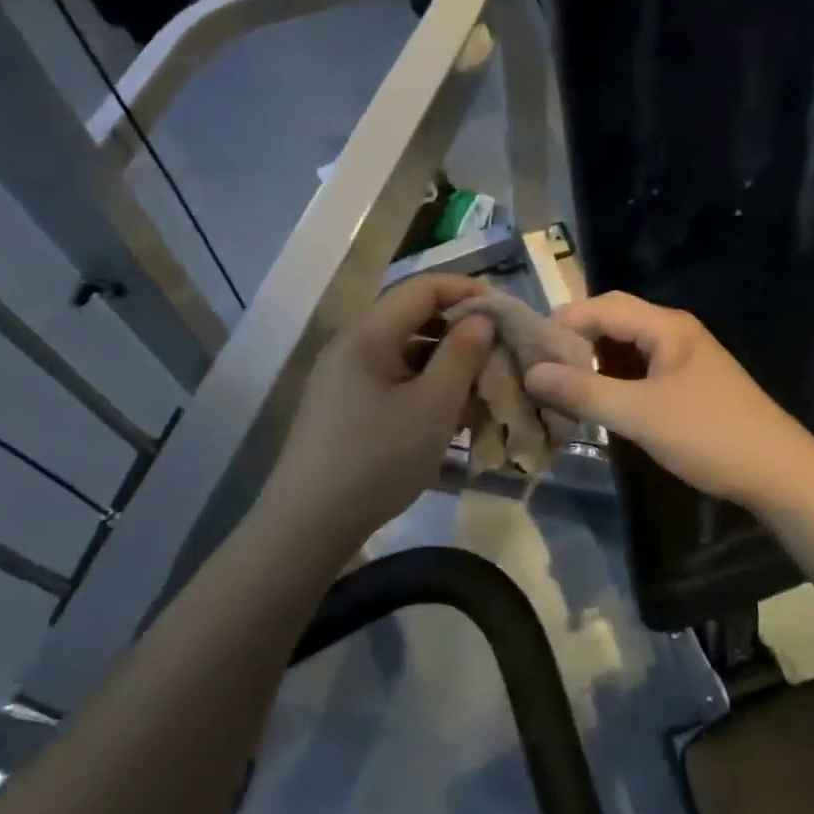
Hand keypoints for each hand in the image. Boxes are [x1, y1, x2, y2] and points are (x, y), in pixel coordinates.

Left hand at [260, 274, 495, 544]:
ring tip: (480, 389)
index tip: (506, 313)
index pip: (423, 287)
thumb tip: (481, 319)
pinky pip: (392, 380)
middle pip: (413, 318)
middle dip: (460, 331)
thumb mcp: (433, 407)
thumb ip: (462, 355)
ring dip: (445, 362)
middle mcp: (352, 346)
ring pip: (405, 352)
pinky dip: (424, 387)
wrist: (308, 526)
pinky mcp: (343, 406)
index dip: (468, 291)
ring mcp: (343, 377)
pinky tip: (448, 415)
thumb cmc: (377, 460)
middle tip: (498, 354)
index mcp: (368, 335)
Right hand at [523, 292, 813, 510]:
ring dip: (592, 363)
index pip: (602, 307)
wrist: (780, 473)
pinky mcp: (687, 386)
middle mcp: (674, 333)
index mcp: (666, 326)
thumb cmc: (709, 434)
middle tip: (537, 367)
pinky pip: (639, 371)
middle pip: (613, 322)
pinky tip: (595, 403)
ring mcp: (683, 360)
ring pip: (625, 349)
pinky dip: (612, 381)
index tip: (525, 348)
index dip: (561, 322)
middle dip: (574, 341)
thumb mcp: (640, 414)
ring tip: (557, 386)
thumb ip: (583, 392)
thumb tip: (530, 373)